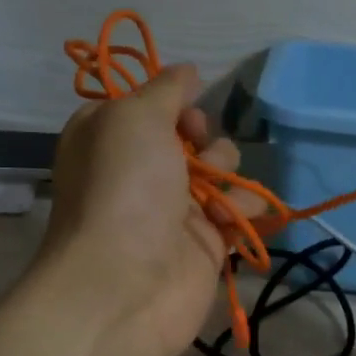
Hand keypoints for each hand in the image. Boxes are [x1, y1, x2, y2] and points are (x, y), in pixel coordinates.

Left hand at [38, 64, 256, 355]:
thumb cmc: (123, 190)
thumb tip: (188, 71)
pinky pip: (239, 210)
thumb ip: (166, 89)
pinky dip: (243, 210)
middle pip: (194, 135)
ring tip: (214, 195)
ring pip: (222, 170)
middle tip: (196, 153)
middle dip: (205, 138)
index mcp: (112, 136)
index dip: (174, 103)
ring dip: (228, 172)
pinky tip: (230, 222)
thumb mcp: (134, 117)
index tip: (182, 114)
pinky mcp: (206, 242)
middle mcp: (142, 169)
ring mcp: (175, 207)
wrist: (125, 284)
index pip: (152, 104)